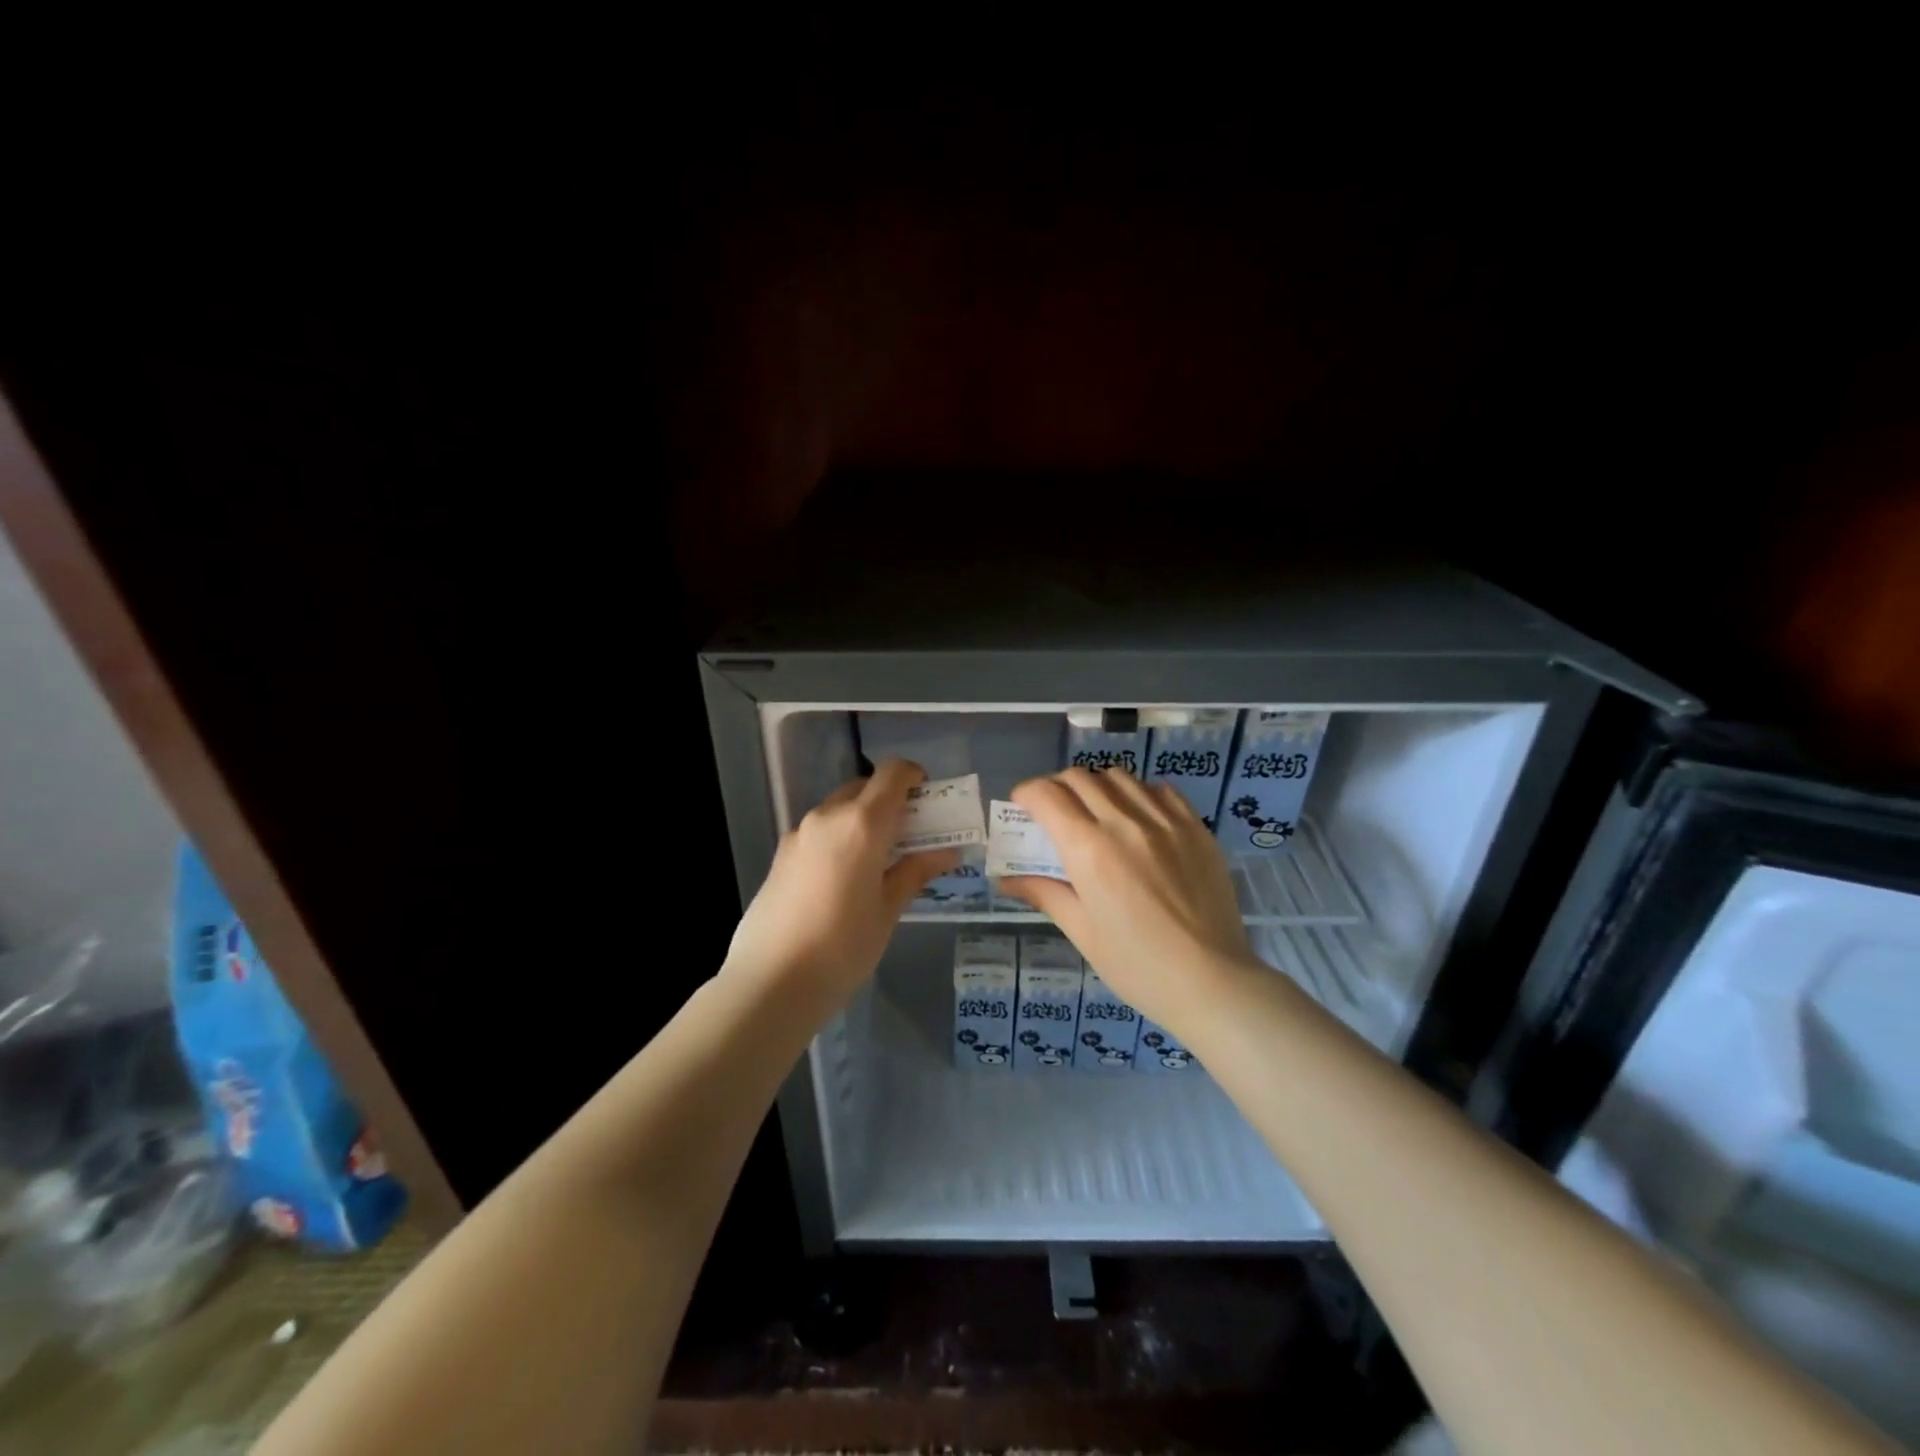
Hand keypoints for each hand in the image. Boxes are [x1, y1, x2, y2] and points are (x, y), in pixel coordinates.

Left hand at [725, 759, 958, 1002]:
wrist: (770, 982)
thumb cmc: (842, 946)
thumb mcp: (888, 910)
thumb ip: (915, 872)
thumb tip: (947, 852)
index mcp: (861, 823)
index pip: (892, 773)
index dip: (914, 776)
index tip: (929, 797)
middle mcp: (828, 816)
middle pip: (865, 788)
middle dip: (891, 801)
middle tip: (911, 835)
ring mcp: (799, 834)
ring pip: (839, 809)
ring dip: (863, 819)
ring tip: (879, 860)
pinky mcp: (781, 854)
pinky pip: (820, 831)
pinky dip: (840, 837)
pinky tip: (845, 878)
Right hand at [997, 768, 1261, 1034]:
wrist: (1212, 981)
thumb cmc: (1138, 966)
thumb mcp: (1083, 932)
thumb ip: (1045, 893)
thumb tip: (1007, 879)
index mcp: (1089, 851)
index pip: (1047, 796)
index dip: (1026, 793)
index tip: (1022, 806)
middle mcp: (1125, 823)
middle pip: (1079, 778)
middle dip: (1056, 787)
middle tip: (1052, 811)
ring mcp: (1165, 820)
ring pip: (1118, 777)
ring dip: (1096, 786)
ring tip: (1095, 811)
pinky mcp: (1195, 827)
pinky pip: (1159, 790)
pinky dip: (1138, 794)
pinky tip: (1137, 818)